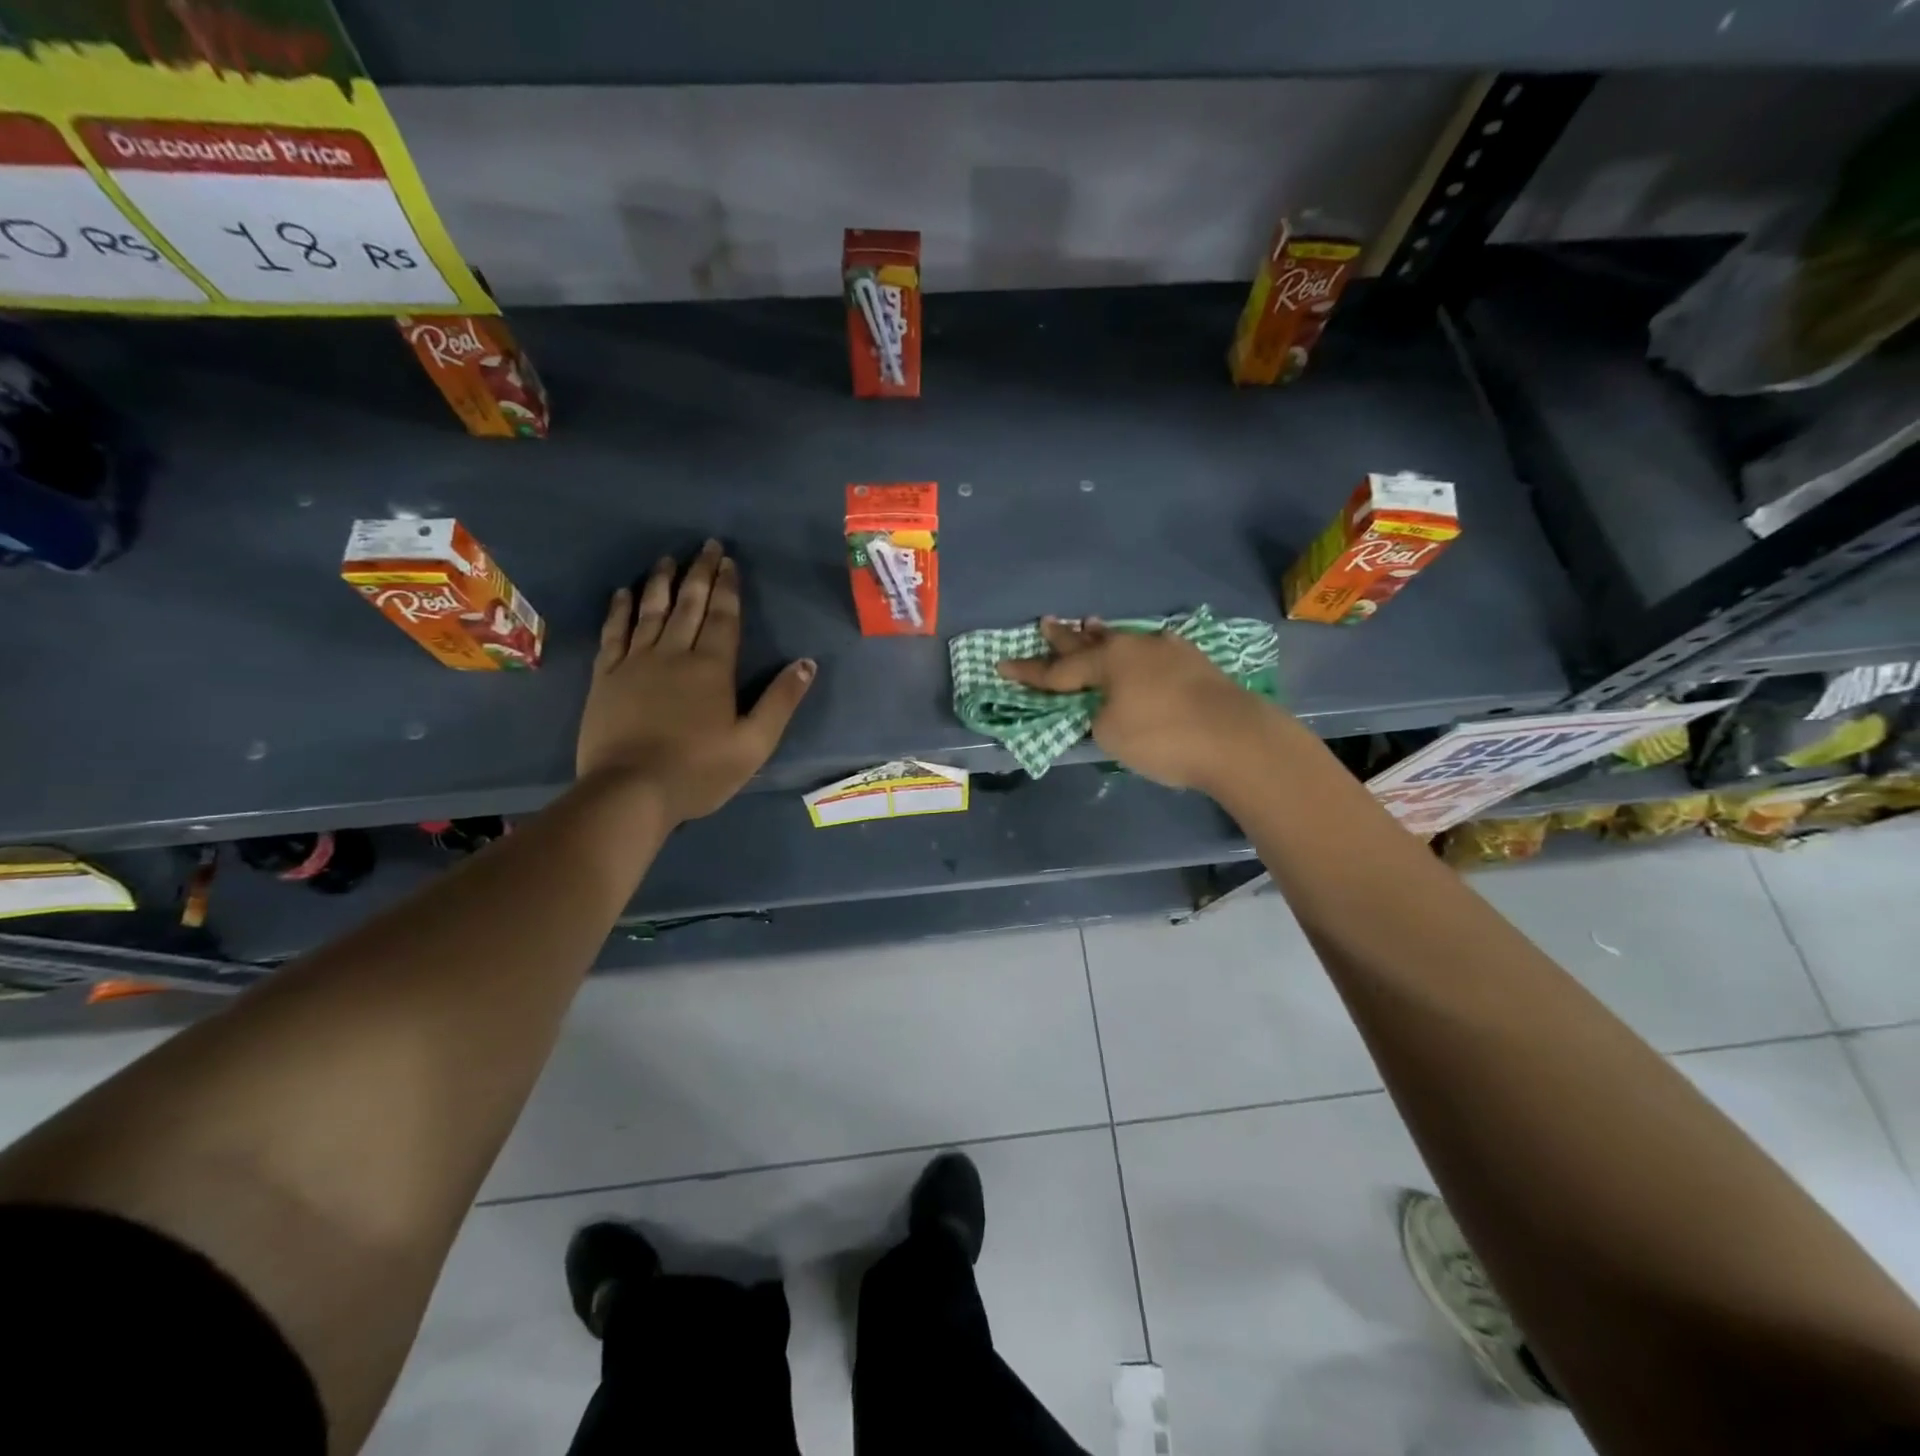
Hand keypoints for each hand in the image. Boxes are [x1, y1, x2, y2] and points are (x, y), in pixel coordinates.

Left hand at [577, 541, 814, 823]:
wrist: (630, 792)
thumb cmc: (699, 771)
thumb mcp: (754, 743)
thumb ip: (780, 701)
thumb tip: (806, 663)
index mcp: (713, 668)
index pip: (724, 616)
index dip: (727, 587)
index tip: (728, 561)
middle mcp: (674, 654)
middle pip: (689, 604)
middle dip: (699, 573)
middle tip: (705, 545)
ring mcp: (636, 663)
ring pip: (650, 611)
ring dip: (661, 582)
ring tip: (667, 559)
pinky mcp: (607, 677)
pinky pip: (614, 633)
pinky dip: (619, 610)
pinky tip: (623, 593)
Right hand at [996, 617, 1276, 792]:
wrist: (1237, 739)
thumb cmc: (1163, 737)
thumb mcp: (1111, 734)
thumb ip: (1099, 715)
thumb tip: (1110, 704)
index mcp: (1109, 660)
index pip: (1058, 670)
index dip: (1029, 672)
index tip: (1003, 664)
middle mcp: (1136, 646)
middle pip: (1091, 642)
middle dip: (1065, 637)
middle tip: (1046, 622)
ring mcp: (1169, 650)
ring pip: (1125, 641)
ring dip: (1103, 636)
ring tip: (1089, 623)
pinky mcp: (1196, 664)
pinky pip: (1153, 651)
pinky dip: (1137, 652)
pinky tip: (1143, 650)